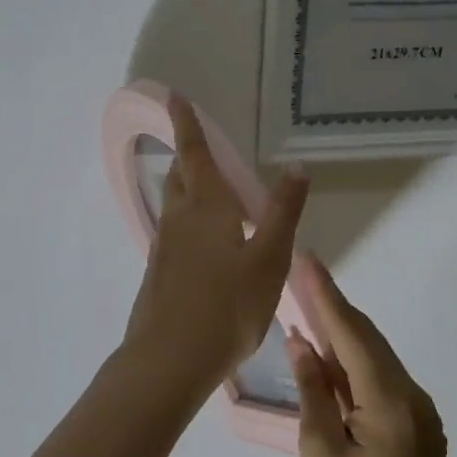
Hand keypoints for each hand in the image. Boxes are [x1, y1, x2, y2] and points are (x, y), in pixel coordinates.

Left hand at [119, 96, 308, 412]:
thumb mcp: (269, 260)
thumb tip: (296, 167)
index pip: (194, 153)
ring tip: (213, 193)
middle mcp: (178, 220)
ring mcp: (164, 248)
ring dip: (189, 190)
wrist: (170, 360)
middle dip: (189, 158)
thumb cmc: (227, 306)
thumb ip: (283, 213)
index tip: (173, 96)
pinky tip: (207, 244)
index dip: (186, 123)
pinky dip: (190, 223)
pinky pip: (175, 234)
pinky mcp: (160, 274)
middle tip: (203, 147)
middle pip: (180, 177)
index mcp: (205, 207)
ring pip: (175, 206)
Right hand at [287, 256, 455, 456]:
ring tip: (308, 304)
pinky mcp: (417, 426)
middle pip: (368, 339)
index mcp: (390, 402)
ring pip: (375, 358)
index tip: (308, 260)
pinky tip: (328, 355)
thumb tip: (302, 343)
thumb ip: (313, 391)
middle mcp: (412, 397)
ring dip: (342, 333)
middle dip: (333, 306)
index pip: (352, 335)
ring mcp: (420, 412)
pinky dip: (353, 363)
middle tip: (303, 274)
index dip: (326, 296)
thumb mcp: (321, 452)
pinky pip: (381, 380)